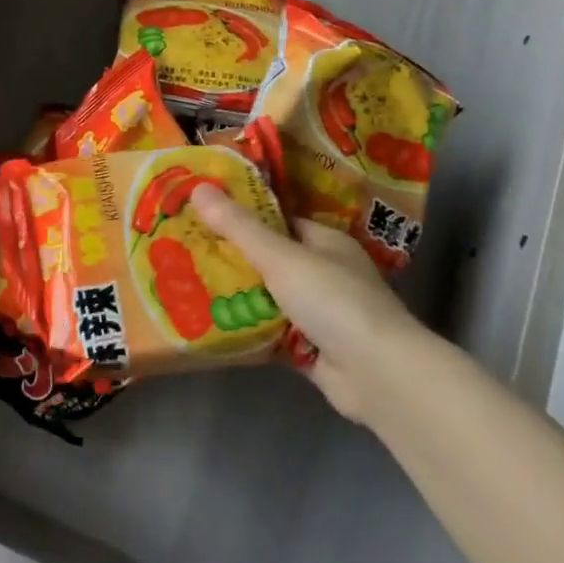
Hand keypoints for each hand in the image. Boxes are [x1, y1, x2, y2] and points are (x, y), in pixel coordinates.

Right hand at [190, 187, 419, 422]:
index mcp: (325, 243)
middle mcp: (325, 274)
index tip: (203, 216)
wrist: (378, 375)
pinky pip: (271, 334)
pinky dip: (248, 331)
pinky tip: (211, 327)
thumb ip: (239, 227)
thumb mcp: (280, 256)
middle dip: (232, 260)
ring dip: (237, 298)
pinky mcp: (312, 351)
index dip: (243, 217)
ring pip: (268, 299)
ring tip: (187, 287)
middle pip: (270, 261)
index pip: (279, 221)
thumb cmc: (333, 300)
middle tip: (185, 253)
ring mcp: (320, 315)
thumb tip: (198, 187)